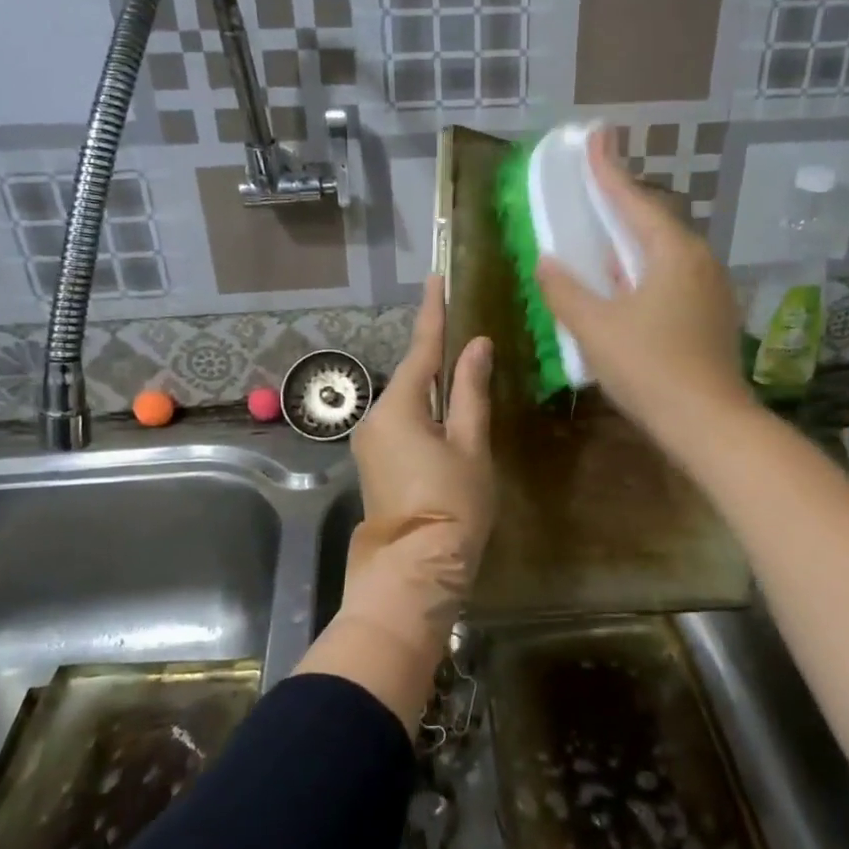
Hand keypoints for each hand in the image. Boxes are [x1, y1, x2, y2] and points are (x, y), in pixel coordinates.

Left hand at [345, 276, 492, 637]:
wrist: (415, 570)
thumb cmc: (452, 505)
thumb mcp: (470, 445)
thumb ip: (471, 392)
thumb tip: (476, 346)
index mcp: (400, 407)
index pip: (422, 348)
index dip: (433, 312)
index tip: (436, 279)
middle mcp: (377, 417)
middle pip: (414, 376)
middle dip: (437, 355)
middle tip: (465, 330)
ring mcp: (372, 442)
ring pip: (409, 401)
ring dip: (434, 386)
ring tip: (465, 371)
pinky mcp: (376, 463)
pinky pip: (403, 422)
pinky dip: (426, 411)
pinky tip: (448, 413)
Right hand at [536, 130, 750, 440]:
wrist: (709, 423)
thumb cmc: (649, 368)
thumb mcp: (595, 328)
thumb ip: (565, 290)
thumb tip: (547, 262)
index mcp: (672, 252)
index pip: (632, 200)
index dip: (607, 169)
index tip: (595, 135)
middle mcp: (698, 260)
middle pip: (652, 222)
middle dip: (620, 205)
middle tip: (593, 190)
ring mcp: (711, 289)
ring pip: (663, 253)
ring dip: (631, 243)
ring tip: (602, 239)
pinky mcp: (712, 316)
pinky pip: (671, 278)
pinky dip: (643, 272)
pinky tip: (625, 288)